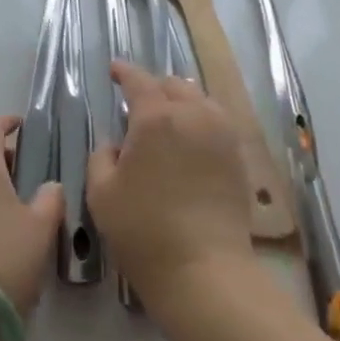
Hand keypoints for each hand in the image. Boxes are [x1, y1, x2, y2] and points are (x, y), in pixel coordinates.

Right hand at [87, 63, 255, 309]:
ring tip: (167, 119)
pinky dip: (200, 119)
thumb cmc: (144, 231)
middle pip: (173, 85)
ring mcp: (221, 134)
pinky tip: (191, 139)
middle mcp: (192, 115)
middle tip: (138, 104)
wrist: (204, 270)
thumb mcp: (101, 194)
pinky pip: (217, 121)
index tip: (114, 70)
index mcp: (155, 117)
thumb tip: (116, 145)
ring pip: (199, 99)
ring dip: (180, 101)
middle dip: (153, 87)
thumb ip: (102, 157)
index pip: (139, 81)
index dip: (124, 72)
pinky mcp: (238, 156)